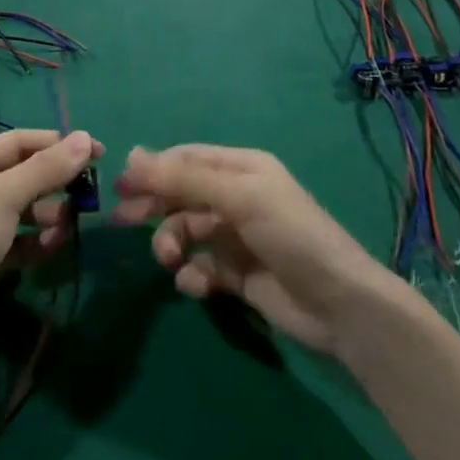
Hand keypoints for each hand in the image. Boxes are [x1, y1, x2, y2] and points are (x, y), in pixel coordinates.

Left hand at [0, 128, 99, 367]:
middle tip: (90, 190)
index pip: (17, 142)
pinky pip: (19, 242)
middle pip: (22, 175)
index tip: (97, 151)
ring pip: (23, 210)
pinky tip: (54, 247)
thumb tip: (85, 136)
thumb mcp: (5, 197)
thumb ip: (46, 168)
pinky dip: (37, 242)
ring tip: (70, 223)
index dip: (57, 143)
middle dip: (55, 181)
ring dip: (49, 214)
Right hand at [112, 145, 395, 353]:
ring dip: (171, 243)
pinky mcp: (237, 274)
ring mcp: (236, 237)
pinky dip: (192, 274)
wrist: (339, 305)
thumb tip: (132, 154)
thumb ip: (183, 179)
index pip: (187, 160)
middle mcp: (237, 198)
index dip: (153, 169)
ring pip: (186, 232)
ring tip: (169, 260)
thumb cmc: (290, 235)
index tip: (120, 185)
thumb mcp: (237, 198)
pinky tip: (195, 284)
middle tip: (122, 220)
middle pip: (182, 195)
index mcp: (241, 169)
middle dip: (154, 206)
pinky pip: (200, 267)